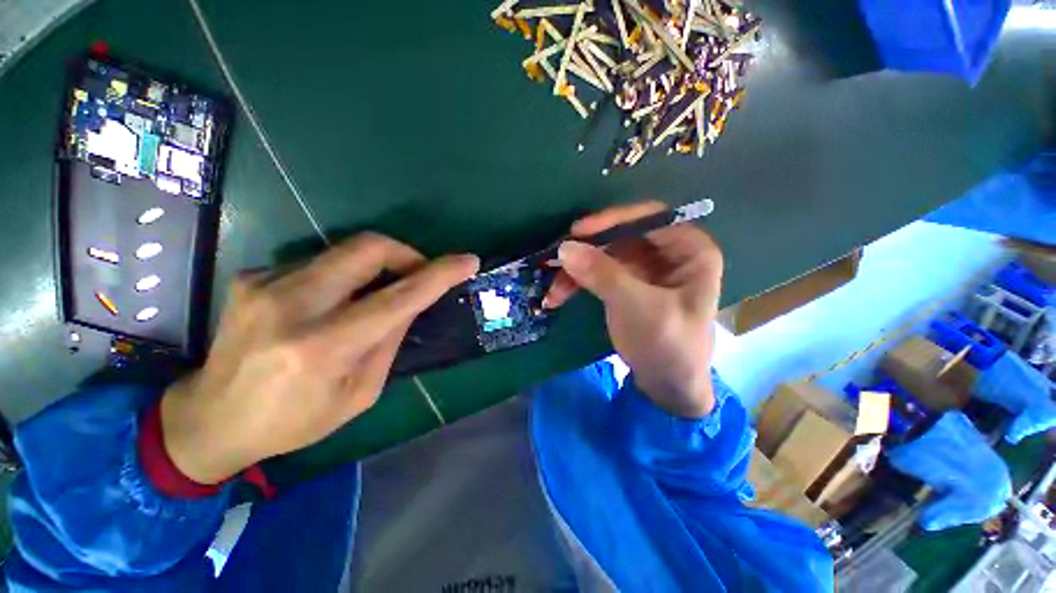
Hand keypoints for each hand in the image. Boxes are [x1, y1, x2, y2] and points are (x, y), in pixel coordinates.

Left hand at [161, 233, 478, 483]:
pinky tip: (330, 303)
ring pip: (344, 250)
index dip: (439, 274)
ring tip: (374, 294)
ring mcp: (265, 283)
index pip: (399, 297)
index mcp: (323, 347)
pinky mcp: (253, 275)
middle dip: (406, 253)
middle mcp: (292, 304)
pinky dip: (341, 276)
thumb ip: (389, 341)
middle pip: (367, 248)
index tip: (467, 261)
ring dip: (374, 266)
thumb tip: (411, 303)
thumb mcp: (359, 394)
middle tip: (417, 272)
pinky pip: (318, 262)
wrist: (208, 419)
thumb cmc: (293, 420)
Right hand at [544, 201, 722, 417]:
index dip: (612, 219)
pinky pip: (597, 271)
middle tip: (555, 261)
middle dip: (586, 250)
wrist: (667, 386)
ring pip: (603, 254)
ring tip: (554, 291)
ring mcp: (643, 268)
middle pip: (620, 235)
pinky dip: (577, 281)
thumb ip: (604, 275)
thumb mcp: (638, 309)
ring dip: (575, 270)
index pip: (649, 217)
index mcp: (689, 250)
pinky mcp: (625, 283)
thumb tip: (565, 247)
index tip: (577, 232)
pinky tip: (558, 296)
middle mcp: (667, 252)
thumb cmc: (668, 346)